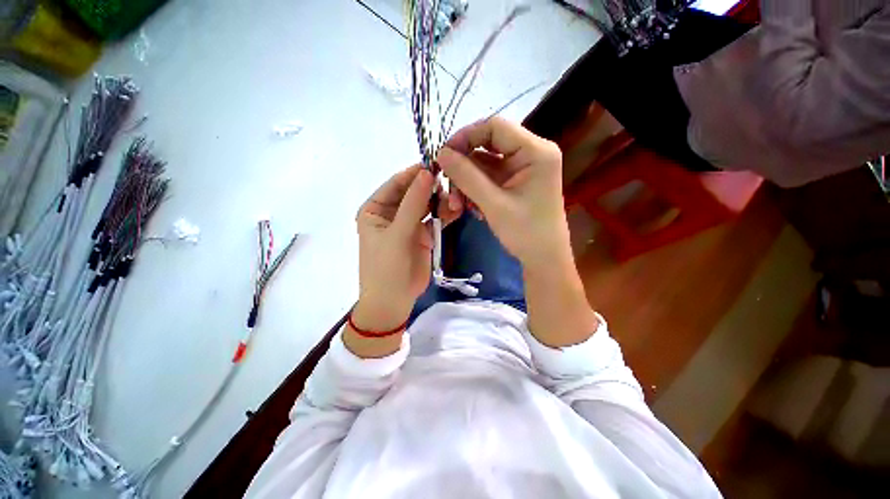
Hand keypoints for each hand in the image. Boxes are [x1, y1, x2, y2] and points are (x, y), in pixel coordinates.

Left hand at [353, 165, 460, 332]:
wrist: (394, 301)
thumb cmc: (386, 268)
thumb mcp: (397, 234)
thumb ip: (413, 204)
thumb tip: (426, 173)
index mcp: (376, 209)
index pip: (396, 184)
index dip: (415, 174)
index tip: (436, 164)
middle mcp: (391, 213)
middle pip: (414, 193)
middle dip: (432, 188)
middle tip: (452, 184)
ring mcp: (408, 224)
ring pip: (427, 205)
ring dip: (441, 201)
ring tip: (456, 200)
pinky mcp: (422, 235)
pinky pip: (435, 219)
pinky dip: (445, 215)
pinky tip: (456, 210)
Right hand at [436, 117, 569, 270]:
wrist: (544, 259)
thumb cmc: (525, 233)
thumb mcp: (493, 204)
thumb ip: (466, 176)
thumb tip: (440, 153)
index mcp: (536, 151)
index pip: (495, 127)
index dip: (466, 136)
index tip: (444, 155)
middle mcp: (531, 153)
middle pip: (488, 144)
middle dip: (464, 165)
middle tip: (447, 184)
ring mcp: (523, 168)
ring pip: (485, 163)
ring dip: (467, 181)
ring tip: (458, 204)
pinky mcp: (516, 181)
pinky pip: (489, 177)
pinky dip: (475, 188)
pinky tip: (470, 205)